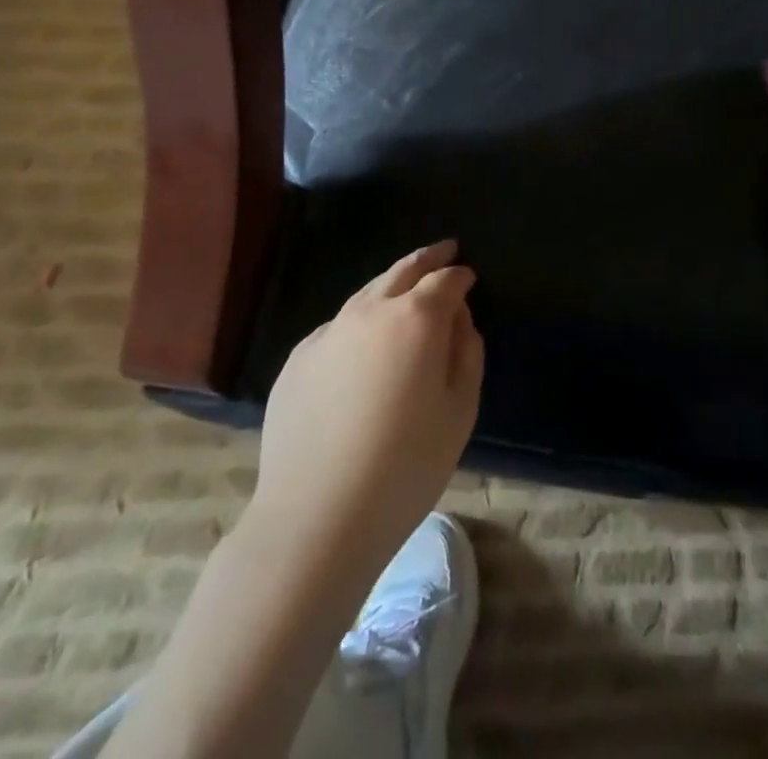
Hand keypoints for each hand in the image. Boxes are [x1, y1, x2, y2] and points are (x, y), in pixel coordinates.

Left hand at [251, 241, 483, 573]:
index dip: (460, 276)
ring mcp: (328, 332)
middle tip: (444, 250)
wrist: (316, 517)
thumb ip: (466, 352)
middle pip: (403, 270)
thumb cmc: (405, 465)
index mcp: (416, 318)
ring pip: (367, 293)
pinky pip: (338, 327)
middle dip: (428, 258)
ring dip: (391, 285)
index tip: (469, 278)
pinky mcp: (298, 359)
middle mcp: (370, 311)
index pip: (445, 280)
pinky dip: (359, 322)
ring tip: (405, 289)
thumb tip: (459, 319)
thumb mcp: (460, 410)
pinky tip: (363, 345)